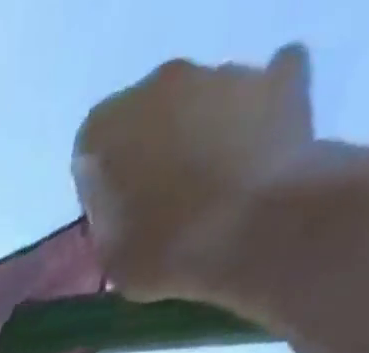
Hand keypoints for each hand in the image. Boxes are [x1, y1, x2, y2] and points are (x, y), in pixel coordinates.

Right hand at [73, 45, 314, 300]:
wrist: (256, 233)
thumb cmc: (164, 253)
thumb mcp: (111, 260)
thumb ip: (109, 227)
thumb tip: (124, 217)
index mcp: (102, 132)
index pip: (91, 157)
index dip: (103, 191)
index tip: (120, 219)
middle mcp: (156, 87)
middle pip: (147, 120)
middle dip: (152, 153)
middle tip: (165, 205)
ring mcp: (221, 75)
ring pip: (201, 105)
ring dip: (202, 136)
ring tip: (215, 192)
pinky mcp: (277, 80)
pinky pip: (263, 91)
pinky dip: (259, 115)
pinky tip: (258, 155)